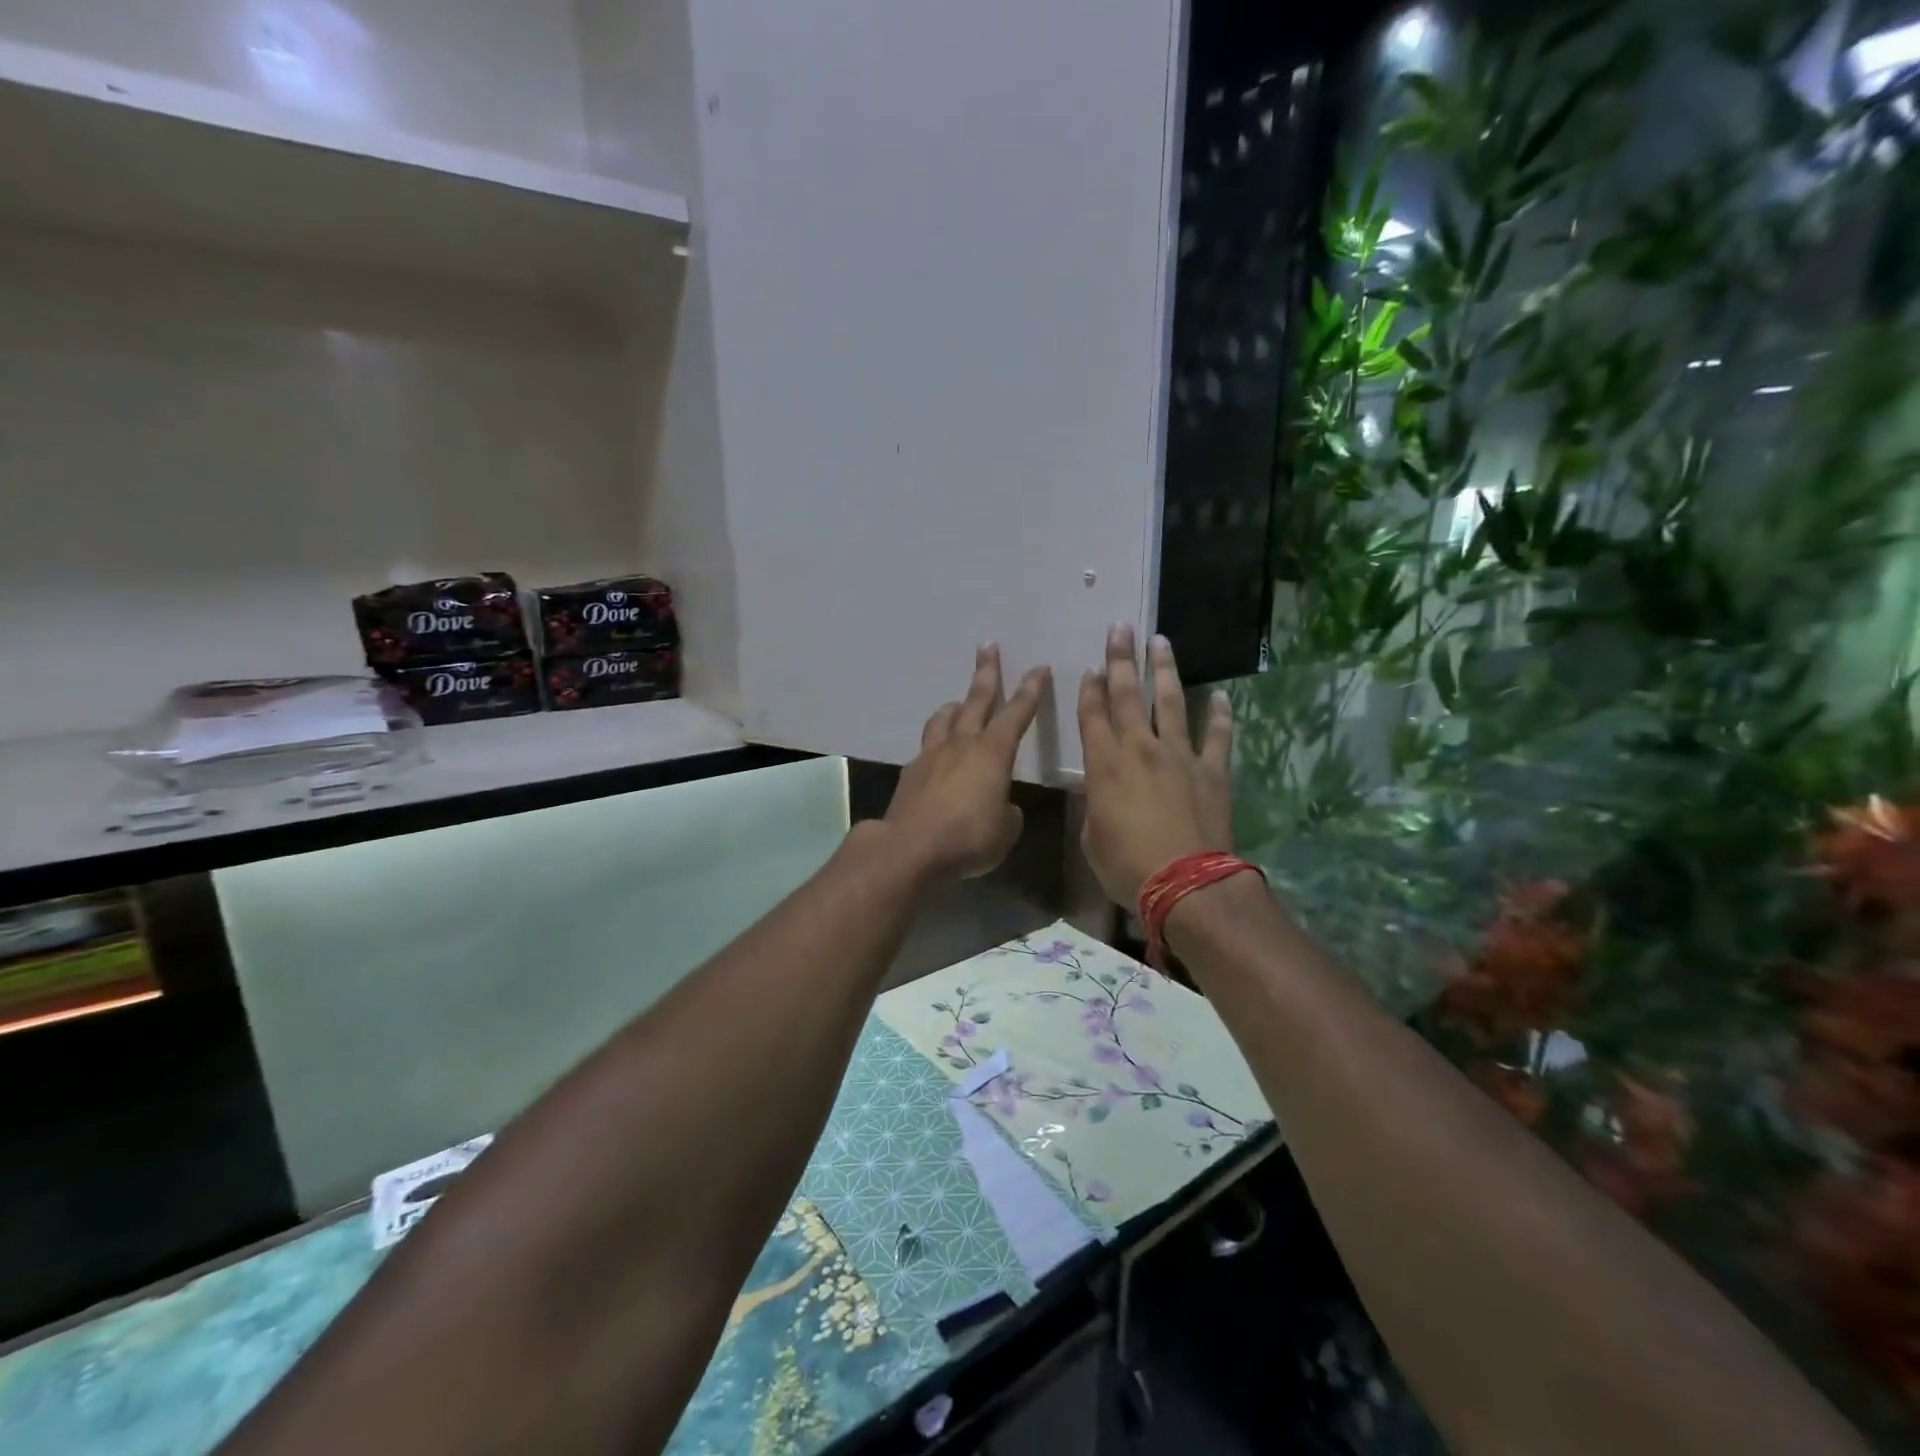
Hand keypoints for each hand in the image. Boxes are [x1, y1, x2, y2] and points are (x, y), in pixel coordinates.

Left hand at [884, 646, 1050, 882]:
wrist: (911, 848)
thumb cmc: (968, 838)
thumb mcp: (1005, 831)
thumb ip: (1008, 813)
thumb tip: (1003, 807)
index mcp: (993, 753)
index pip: (1017, 714)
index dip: (1031, 690)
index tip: (1039, 668)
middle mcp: (962, 745)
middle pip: (976, 701)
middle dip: (986, 673)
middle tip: (988, 647)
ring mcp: (932, 756)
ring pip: (944, 719)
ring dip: (954, 707)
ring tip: (958, 703)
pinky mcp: (910, 773)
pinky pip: (926, 748)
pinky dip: (936, 744)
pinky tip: (936, 757)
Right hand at [1077, 626, 1233, 907]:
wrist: (1186, 883)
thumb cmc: (1127, 866)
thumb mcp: (1092, 837)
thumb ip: (1096, 804)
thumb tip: (1102, 790)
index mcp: (1105, 765)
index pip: (1092, 715)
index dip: (1089, 689)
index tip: (1091, 666)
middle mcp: (1141, 749)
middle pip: (1127, 696)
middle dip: (1120, 659)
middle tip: (1120, 628)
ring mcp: (1180, 756)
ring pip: (1170, 703)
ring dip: (1164, 670)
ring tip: (1161, 642)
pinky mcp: (1212, 770)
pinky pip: (1217, 736)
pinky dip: (1219, 715)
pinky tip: (1220, 697)